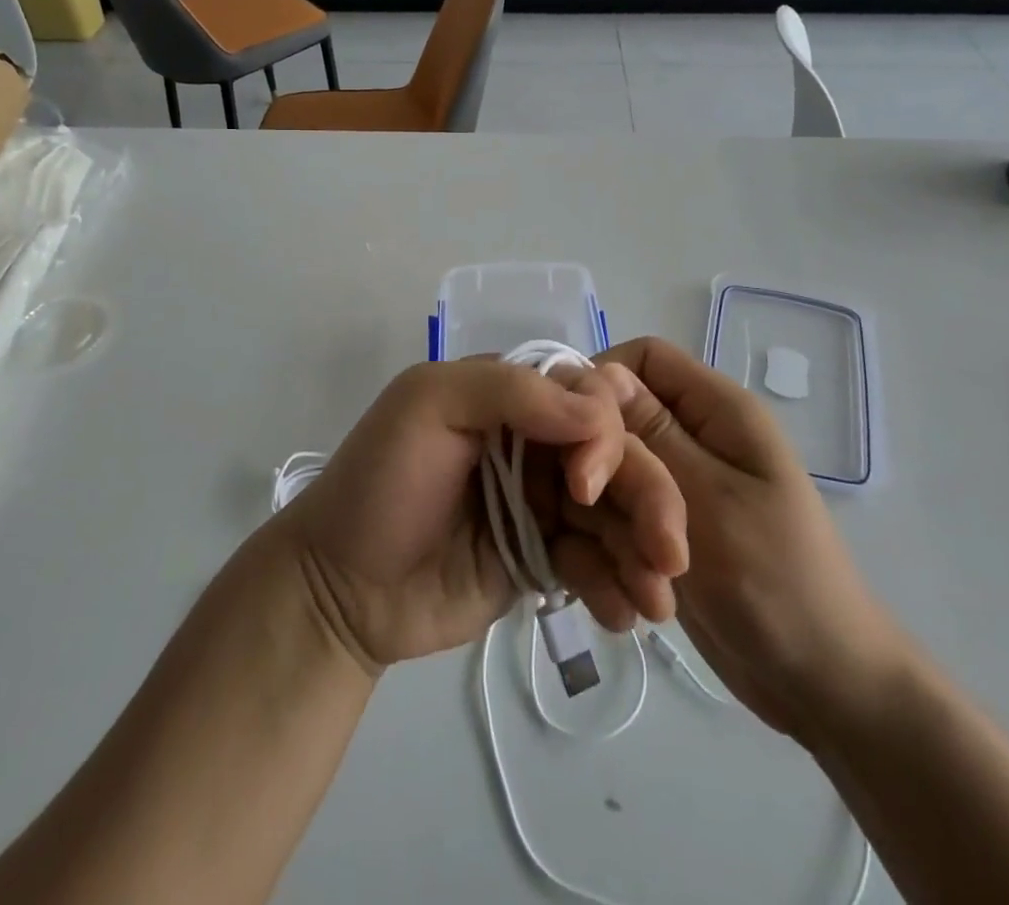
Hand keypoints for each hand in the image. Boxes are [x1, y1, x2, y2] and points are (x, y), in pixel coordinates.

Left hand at [278, 360, 688, 673]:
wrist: (340, 590)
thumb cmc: (381, 483)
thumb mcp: (428, 406)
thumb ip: (511, 392)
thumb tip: (600, 411)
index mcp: (510, 397)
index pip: (585, 397)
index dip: (604, 436)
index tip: (585, 486)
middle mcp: (535, 443)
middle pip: (615, 457)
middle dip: (649, 500)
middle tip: (668, 555)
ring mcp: (541, 503)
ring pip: (614, 513)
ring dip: (645, 550)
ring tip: (656, 602)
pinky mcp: (543, 559)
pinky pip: (595, 563)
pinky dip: (617, 585)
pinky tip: (625, 617)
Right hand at [586, 337, 911, 740]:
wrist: (822, 690)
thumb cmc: (780, 584)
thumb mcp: (713, 502)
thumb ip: (651, 435)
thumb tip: (597, 372)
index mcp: (716, 411)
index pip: (641, 358)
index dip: (598, 384)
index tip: (572, 438)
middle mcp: (689, 439)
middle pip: (612, 426)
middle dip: (605, 483)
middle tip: (613, 531)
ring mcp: (668, 490)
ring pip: (600, 483)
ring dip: (606, 537)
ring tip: (643, 589)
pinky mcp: (651, 534)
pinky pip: (603, 528)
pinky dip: (605, 566)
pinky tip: (628, 605)